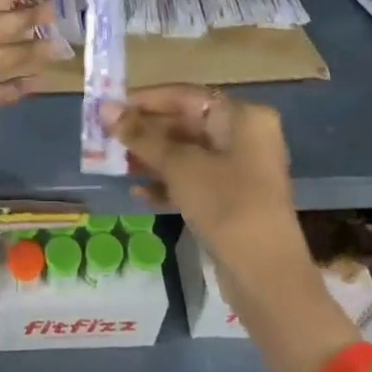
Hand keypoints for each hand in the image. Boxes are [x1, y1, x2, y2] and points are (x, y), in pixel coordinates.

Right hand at [101, 85, 308, 298]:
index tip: (109, 109)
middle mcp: (245, 137)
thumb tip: (106, 108)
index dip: (145, 101)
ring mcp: (241, 170)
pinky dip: (168, 184)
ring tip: (117, 165)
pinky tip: (139, 194)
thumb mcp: (179, 166)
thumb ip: (141, 135)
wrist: (266, 275)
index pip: (185, 96)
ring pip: (187, 154)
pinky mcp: (234, 200)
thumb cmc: (225, 204)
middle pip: (186, 124)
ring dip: (152, 159)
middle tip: (108, 139)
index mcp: (242, 117)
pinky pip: (194, 180)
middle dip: (146, 133)